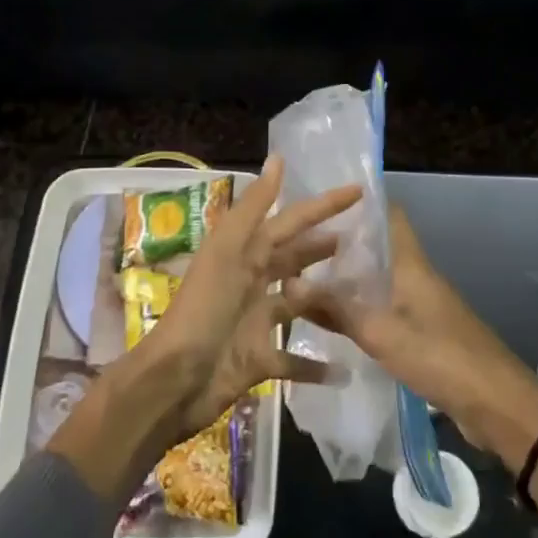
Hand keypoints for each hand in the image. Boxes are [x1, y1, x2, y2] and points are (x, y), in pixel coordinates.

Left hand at [129, 156, 362, 438]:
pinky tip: (343, 370)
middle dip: (322, 247)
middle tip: (362, 241)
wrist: (174, 379)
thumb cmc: (203, 309)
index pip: (291, 220)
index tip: (358, 191)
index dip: (323, 205)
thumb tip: (278, 158)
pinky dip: (315, 365)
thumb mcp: (227, 251)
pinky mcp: (258, 360)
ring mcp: (255, 322)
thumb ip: (254, 207)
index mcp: (244, 253)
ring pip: (298, 305)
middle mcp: (251, 281)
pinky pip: (293, 360)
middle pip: (294, 259)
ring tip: (361, 297)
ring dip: (324, 301)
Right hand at [285, 204, 537, 471]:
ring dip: (351, 279)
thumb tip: (291, 283)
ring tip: (309, 279)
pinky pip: (387, 309)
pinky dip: (362, 309)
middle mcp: (417, 277)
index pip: (389, 215)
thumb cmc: (441, 357)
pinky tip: (337, 320)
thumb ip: (337, 309)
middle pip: (379, 248)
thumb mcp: (382, 333)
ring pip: (381, 280)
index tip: (322, 201)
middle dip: (344, 244)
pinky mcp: (425, 334)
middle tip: (301, 244)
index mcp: (411, 264)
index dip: (360, 203)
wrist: (497, 405)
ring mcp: (423, 306)